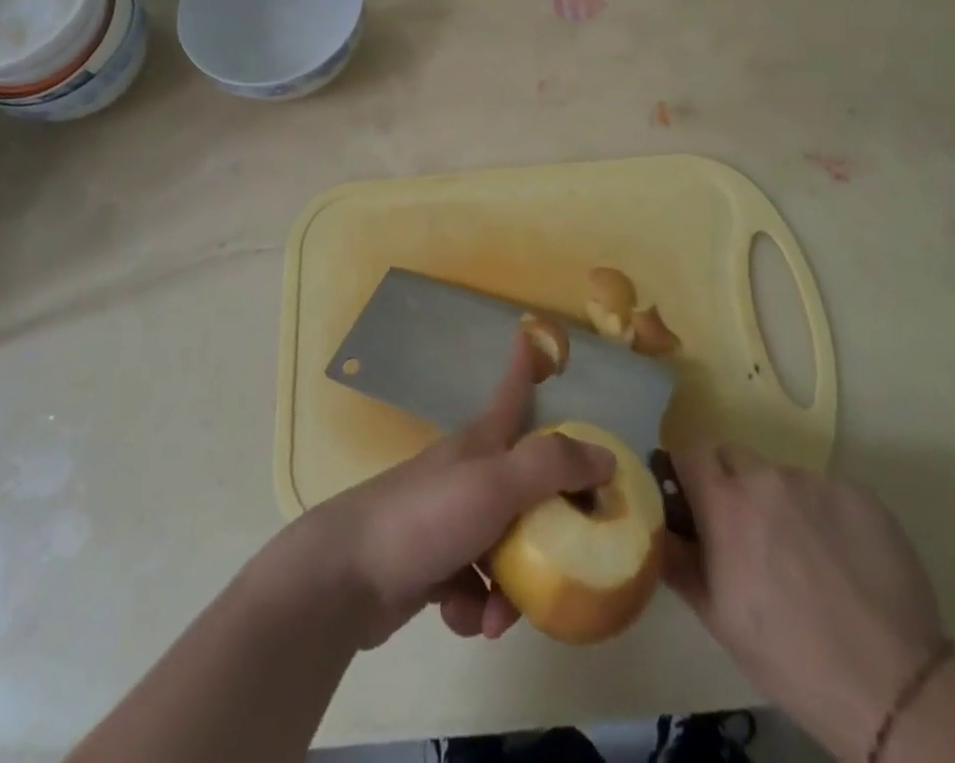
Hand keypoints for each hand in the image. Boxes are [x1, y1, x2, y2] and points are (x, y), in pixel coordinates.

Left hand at [287, 334, 612, 647]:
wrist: (348, 575)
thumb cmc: (427, 516)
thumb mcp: (497, 484)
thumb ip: (551, 467)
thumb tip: (606, 457)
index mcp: (481, 444)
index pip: (511, 393)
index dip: (523, 366)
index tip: (528, 335)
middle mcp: (468, 474)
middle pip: (524, 487)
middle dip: (547, 528)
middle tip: (569, 557)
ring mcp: (448, 520)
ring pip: (504, 547)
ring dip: (512, 587)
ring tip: (500, 613)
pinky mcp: (432, 566)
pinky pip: (475, 586)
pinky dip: (477, 607)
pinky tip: (465, 619)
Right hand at [664, 444, 946, 761]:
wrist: (894, 689)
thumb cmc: (789, 657)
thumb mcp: (717, 617)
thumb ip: (677, 559)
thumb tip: (655, 526)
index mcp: (725, 502)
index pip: (690, 449)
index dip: (689, 472)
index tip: (695, 501)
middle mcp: (767, 477)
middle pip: (735, 456)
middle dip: (733, 484)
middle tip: (749, 535)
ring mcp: (817, 482)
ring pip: (782, 476)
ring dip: (781, 502)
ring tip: (806, 557)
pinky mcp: (862, 494)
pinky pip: (827, 492)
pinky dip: (825, 515)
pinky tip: (843, 561)